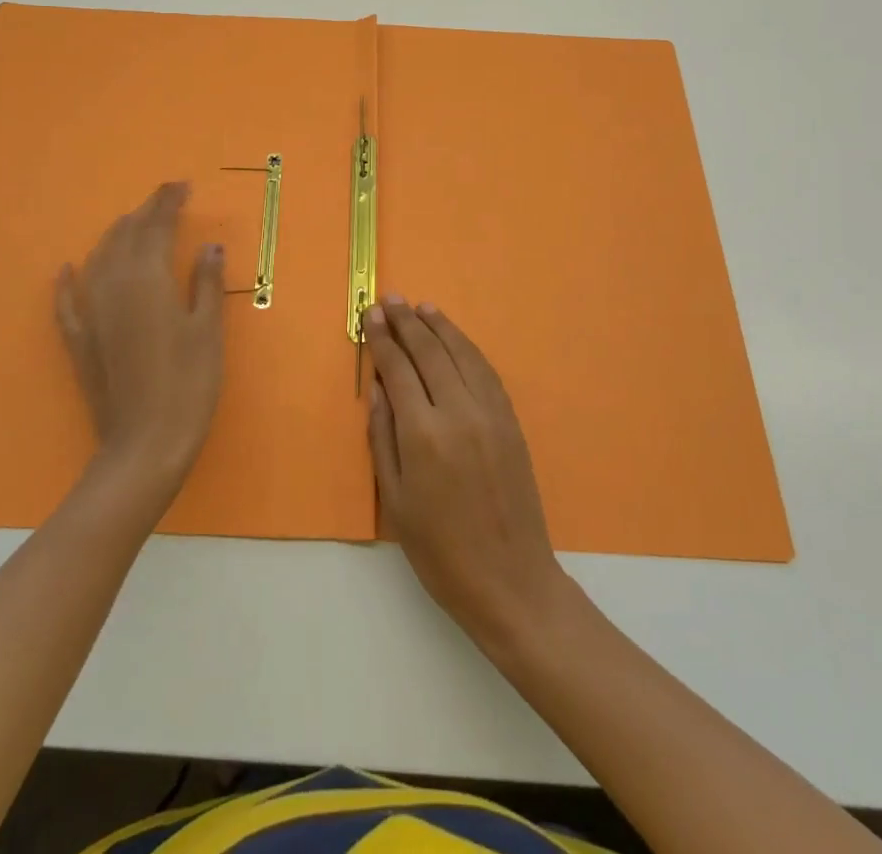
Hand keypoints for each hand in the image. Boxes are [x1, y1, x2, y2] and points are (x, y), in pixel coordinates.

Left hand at [55, 182, 224, 491]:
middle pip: (125, 236)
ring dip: (116, 236)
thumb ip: (206, 283)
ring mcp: (91, 313)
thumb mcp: (208, 331)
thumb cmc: (188, 385)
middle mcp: (113, 286)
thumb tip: (209, 245)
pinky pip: (67, 302)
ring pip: (98, 259)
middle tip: (166, 201)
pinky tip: (66, 270)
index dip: (169, 202)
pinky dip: (67, 282)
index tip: (183, 186)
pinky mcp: (79, 341)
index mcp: (148, 279)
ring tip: (133, 225)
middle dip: (145, 213)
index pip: (157, 226)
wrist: (144, 445)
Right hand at [366, 298, 570, 645]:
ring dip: (439, 326)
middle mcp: (458, 412)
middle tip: (390, 299)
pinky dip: (467, 348)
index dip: (383, 339)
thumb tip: (378, 385)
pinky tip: (455, 339)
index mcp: (423, 434)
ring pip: (461, 353)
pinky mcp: (511, 421)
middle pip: (430, 352)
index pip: (399, 368)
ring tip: (421, 307)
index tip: (370, 315)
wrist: (510, 581)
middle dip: (407, 322)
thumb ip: (383, 436)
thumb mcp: (395, 500)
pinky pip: (486, 371)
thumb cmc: (440, 551)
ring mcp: (490, 414)